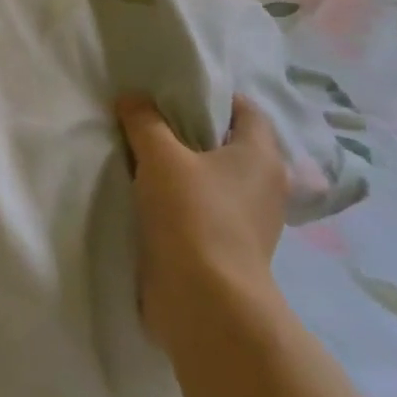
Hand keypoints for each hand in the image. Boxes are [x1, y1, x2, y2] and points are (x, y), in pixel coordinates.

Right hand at [116, 93, 288, 347]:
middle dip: (190, 132)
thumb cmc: (193, 216)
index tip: (172, 93)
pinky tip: (148, 198)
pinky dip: (181, 201)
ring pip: (213, 179)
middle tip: (149, 122)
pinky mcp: (228, 248)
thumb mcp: (161, 157)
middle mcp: (264, 185)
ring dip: (183, 170)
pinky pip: (203, 210)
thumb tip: (132, 98)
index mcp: (261, 156)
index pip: (245, 110)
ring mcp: (249, 221)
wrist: (206, 303)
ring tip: (142, 159)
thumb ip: (145, 122)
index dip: (212, 96)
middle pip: (227, 144)